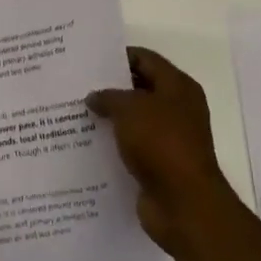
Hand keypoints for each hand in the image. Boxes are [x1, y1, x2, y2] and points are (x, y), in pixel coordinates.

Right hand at [87, 47, 234, 253]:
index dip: (117, 56)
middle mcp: (177, 108)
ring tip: (76, 113)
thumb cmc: (161, 144)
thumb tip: (95, 97)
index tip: (88, 60)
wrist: (184, 203)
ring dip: (110, 117)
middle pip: (140, 88)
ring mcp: (170, 137)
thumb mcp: (130, 109)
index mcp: (178, 86)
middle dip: (110, 88)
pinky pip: (132, 146)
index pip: (145, 58)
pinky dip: (114, 143)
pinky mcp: (160, 163)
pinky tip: (87, 143)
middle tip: (76, 86)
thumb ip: (109, 97)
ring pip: (134, 119)